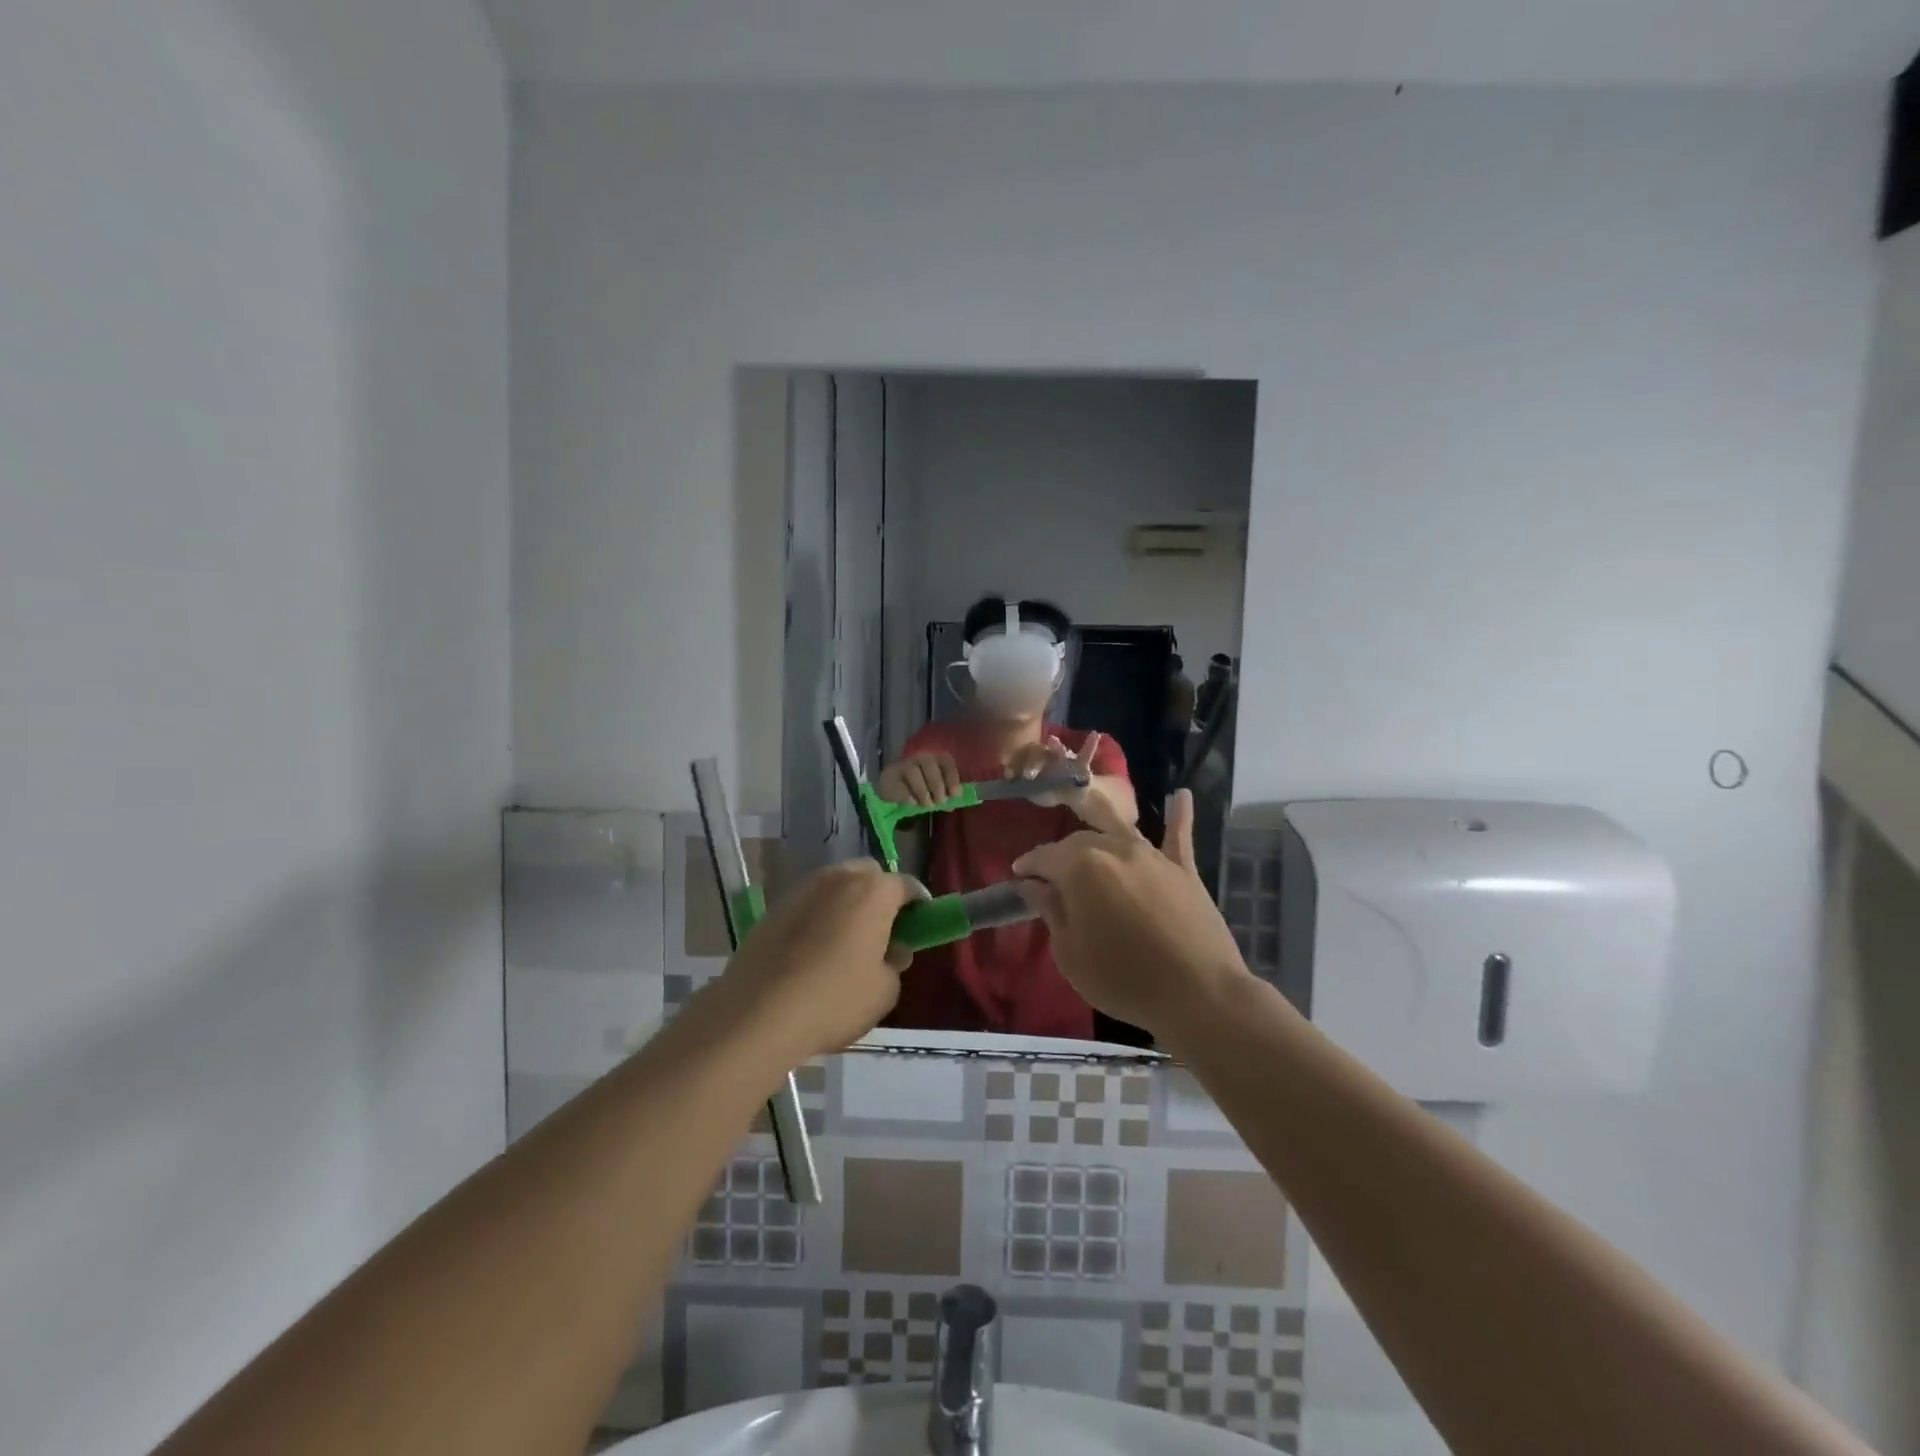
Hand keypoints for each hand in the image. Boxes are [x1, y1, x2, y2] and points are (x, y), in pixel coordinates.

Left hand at [716, 861, 920, 1058]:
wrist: (757, 1014)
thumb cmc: (834, 1000)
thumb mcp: (885, 991)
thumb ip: (895, 963)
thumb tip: (890, 951)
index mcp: (873, 891)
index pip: (907, 885)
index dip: (918, 906)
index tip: (919, 929)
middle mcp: (838, 878)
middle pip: (868, 876)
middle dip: (879, 897)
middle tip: (881, 933)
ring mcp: (801, 890)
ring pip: (835, 887)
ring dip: (846, 905)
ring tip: (844, 944)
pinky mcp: (773, 909)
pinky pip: (808, 905)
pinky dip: (818, 918)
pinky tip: (813, 953)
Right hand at [877, 751, 962, 807]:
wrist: (894, 785)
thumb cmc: (922, 784)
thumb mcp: (936, 786)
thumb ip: (946, 791)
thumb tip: (954, 803)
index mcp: (936, 757)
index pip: (947, 763)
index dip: (952, 779)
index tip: (955, 795)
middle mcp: (920, 756)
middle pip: (931, 767)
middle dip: (937, 787)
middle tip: (940, 802)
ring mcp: (904, 764)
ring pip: (915, 774)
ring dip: (924, 793)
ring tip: (927, 805)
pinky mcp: (890, 776)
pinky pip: (902, 786)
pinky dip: (910, 797)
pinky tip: (913, 803)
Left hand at [1005, 732, 1102, 812]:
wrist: (1073, 794)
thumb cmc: (1050, 790)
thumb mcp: (1034, 792)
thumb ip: (1023, 788)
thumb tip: (1009, 782)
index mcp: (1034, 761)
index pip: (1022, 757)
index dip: (1014, 764)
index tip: (1009, 776)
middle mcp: (1048, 755)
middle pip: (1038, 753)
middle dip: (1032, 763)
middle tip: (1029, 776)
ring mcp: (1064, 758)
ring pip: (1059, 751)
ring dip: (1056, 747)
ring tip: (1053, 740)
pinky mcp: (1081, 763)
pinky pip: (1086, 753)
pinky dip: (1090, 745)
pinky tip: (1094, 734)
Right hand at [1012, 790, 1252, 1037]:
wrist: (1197, 993)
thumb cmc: (1122, 979)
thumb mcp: (1070, 953)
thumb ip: (1051, 910)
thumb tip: (1032, 883)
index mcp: (1080, 866)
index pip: (1044, 856)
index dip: (1028, 865)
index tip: (1017, 876)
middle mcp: (1115, 848)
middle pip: (1079, 842)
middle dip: (1060, 855)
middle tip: (1050, 878)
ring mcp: (1152, 855)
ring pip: (1118, 831)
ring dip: (1098, 832)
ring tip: (1087, 840)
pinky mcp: (1184, 869)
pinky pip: (1179, 836)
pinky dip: (1180, 816)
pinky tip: (1181, 796)